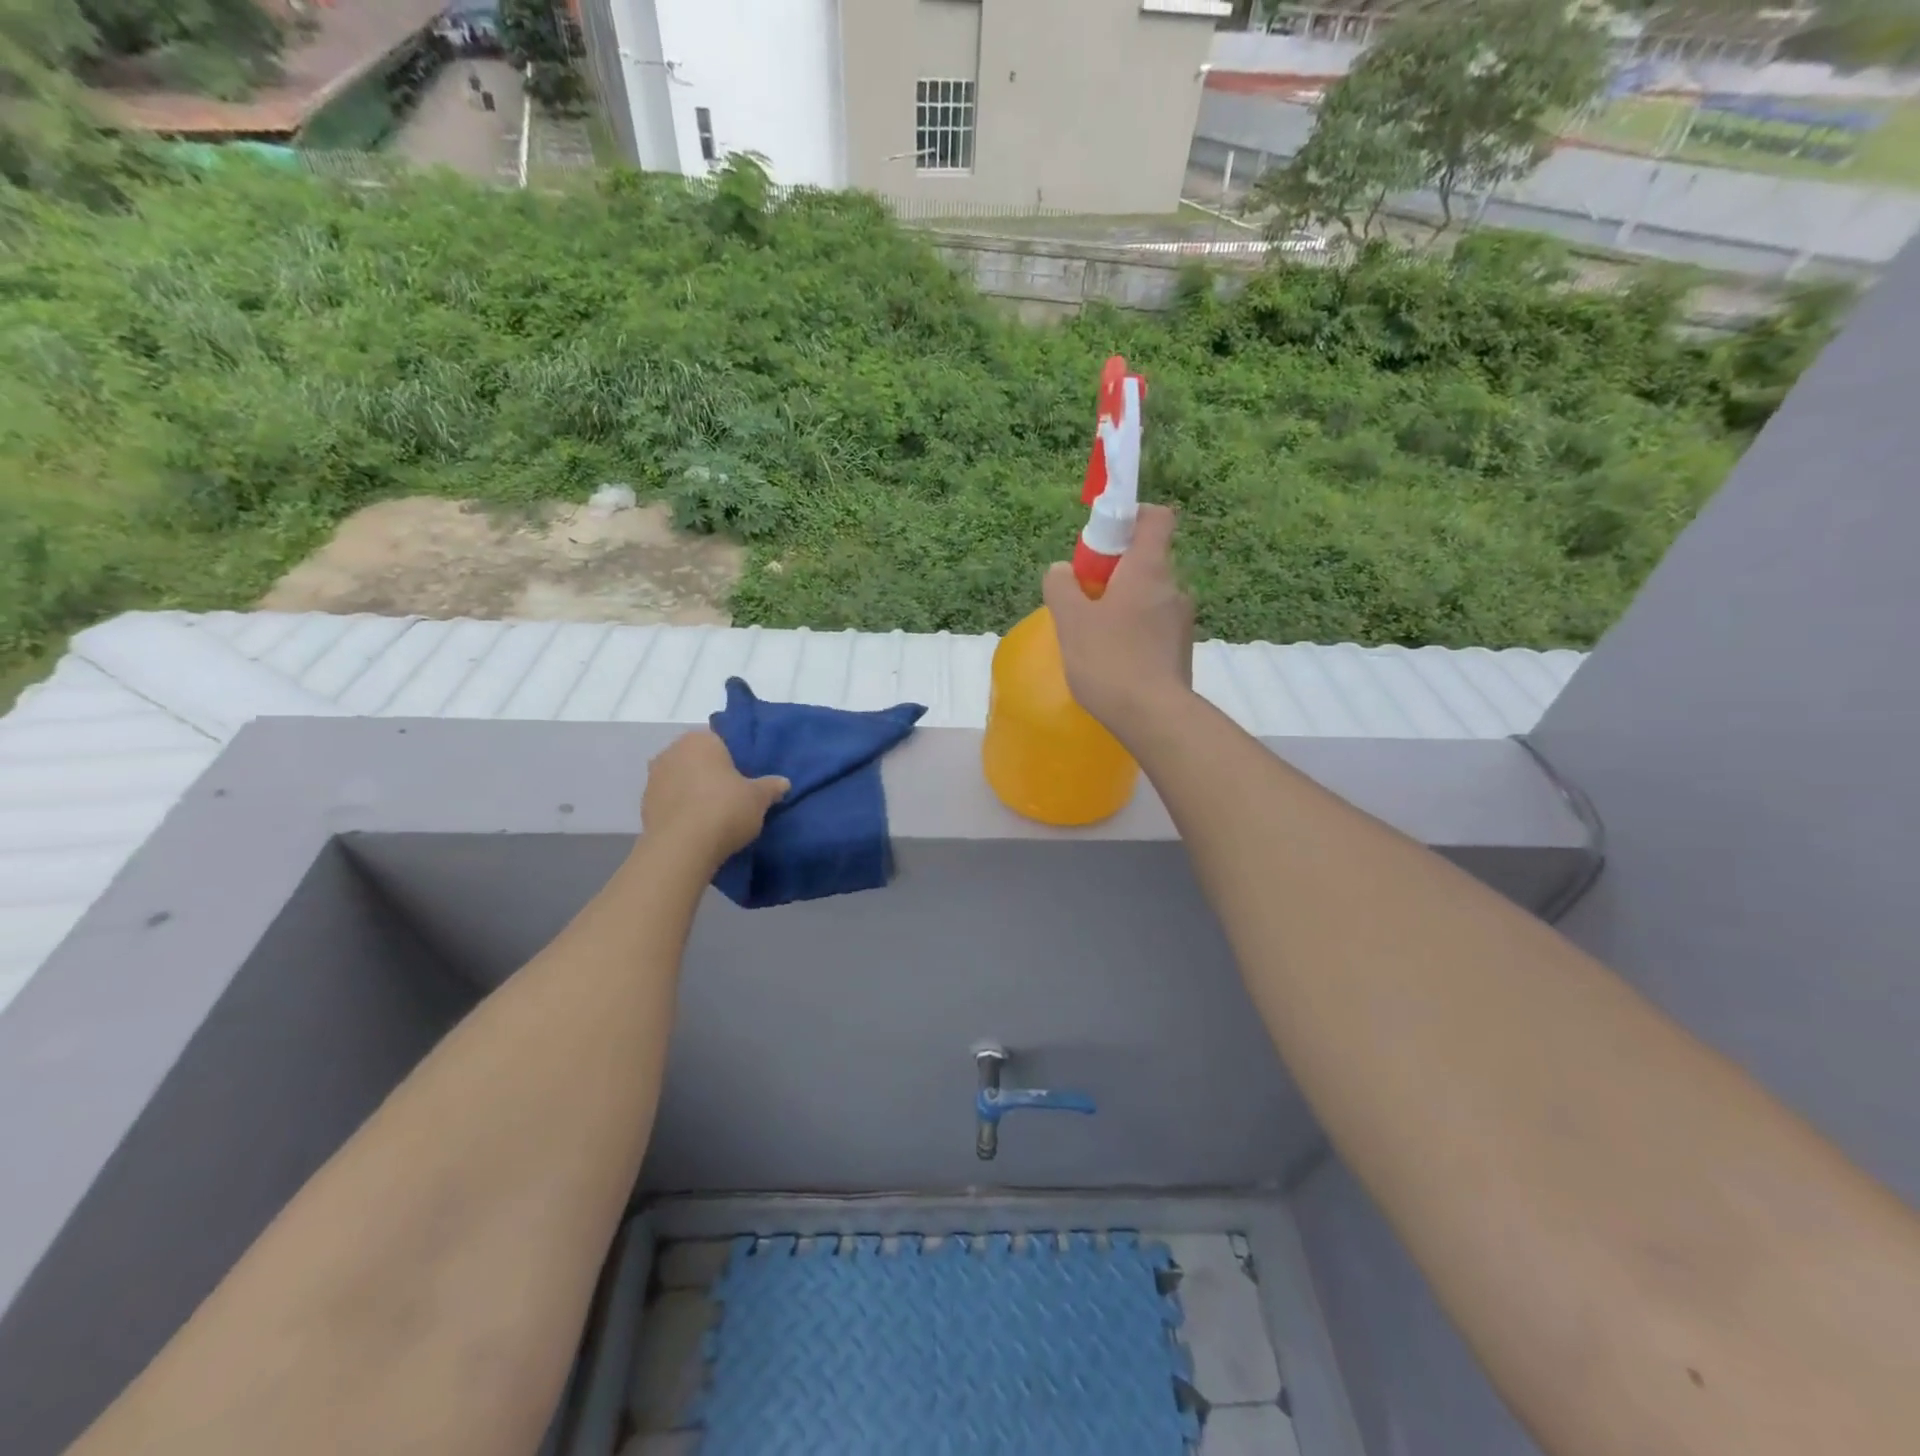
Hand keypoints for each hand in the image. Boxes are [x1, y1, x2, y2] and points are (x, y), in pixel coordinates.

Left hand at [640, 730, 788, 864]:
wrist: (682, 848)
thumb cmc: (725, 809)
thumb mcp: (759, 798)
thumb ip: (771, 787)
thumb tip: (783, 782)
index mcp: (700, 740)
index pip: (721, 741)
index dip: (735, 759)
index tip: (745, 778)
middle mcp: (672, 751)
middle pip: (698, 759)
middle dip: (712, 774)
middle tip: (733, 795)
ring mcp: (653, 778)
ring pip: (681, 780)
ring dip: (694, 792)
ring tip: (714, 814)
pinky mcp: (644, 805)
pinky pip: (670, 801)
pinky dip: (682, 809)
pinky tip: (697, 827)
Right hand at [1043, 503, 1195, 734]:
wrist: (1154, 717)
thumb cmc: (1110, 660)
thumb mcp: (1071, 621)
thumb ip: (1062, 588)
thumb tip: (1062, 571)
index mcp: (1149, 569)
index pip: (1156, 518)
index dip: (1132, 517)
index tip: (1104, 536)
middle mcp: (1173, 588)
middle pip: (1147, 561)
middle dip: (1116, 572)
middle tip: (1085, 598)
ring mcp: (1182, 621)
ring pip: (1150, 597)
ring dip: (1125, 605)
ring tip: (1095, 635)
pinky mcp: (1181, 650)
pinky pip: (1155, 626)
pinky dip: (1135, 631)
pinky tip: (1113, 659)